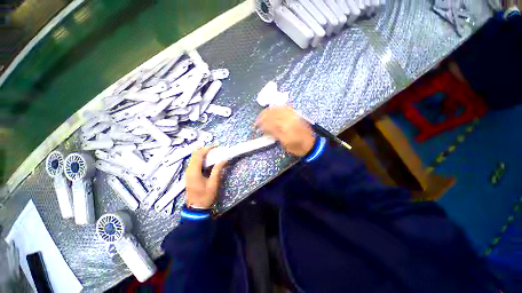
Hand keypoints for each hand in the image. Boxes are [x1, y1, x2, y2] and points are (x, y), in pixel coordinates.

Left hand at [185, 147, 226, 208]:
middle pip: (195, 155)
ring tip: (214, 154)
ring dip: (204, 154)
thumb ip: (217, 169)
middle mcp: (189, 170)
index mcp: (194, 171)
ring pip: (194, 158)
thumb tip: (223, 159)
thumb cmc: (206, 196)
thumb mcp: (213, 182)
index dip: (207, 148)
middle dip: (205, 150)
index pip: (198, 155)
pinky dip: (202, 160)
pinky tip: (209, 161)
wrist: (197, 208)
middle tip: (216, 150)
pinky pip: (195, 163)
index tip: (216, 146)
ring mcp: (188, 172)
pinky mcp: (190, 175)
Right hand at [256, 106, 315, 156]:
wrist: (310, 145)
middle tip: (257, 121)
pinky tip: (272, 110)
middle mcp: (290, 118)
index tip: (256, 127)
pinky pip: (285, 107)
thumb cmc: (297, 147)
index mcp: (287, 126)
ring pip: (278, 108)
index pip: (271, 121)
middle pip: (273, 113)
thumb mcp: (284, 143)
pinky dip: (276, 108)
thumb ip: (274, 133)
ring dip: (268, 111)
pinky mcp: (295, 114)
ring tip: (262, 115)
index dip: (261, 123)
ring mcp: (293, 114)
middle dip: (263, 116)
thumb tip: (264, 127)